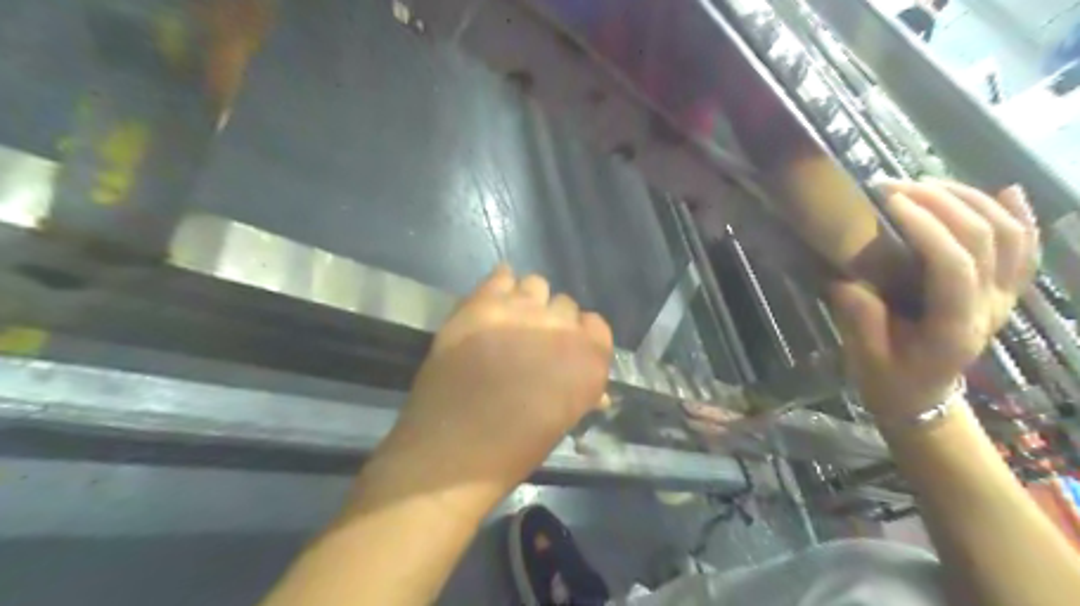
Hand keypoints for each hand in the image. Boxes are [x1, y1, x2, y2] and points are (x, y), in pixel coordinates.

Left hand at [371, 264, 610, 500]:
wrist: (452, 449)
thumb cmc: (514, 449)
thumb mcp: (562, 422)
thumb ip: (581, 394)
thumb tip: (595, 392)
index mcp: (589, 359)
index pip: (597, 325)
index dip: (580, 337)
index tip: (565, 351)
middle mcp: (561, 327)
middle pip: (565, 305)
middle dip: (552, 321)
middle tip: (531, 342)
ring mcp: (521, 311)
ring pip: (536, 284)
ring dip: (527, 302)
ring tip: (509, 322)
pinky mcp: (482, 304)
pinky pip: (501, 275)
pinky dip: (500, 286)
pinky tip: (492, 305)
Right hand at [828, 182, 1042, 423]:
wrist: (922, 399)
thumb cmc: (890, 381)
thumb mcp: (865, 356)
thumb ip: (859, 315)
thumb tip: (845, 274)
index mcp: (954, 329)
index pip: (953, 267)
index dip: (926, 228)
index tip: (890, 201)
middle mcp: (990, 309)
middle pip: (985, 240)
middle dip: (941, 203)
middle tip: (894, 186)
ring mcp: (1003, 299)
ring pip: (1010, 236)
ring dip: (971, 201)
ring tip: (926, 184)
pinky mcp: (1003, 293)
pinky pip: (1025, 250)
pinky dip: (1020, 217)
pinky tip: (1006, 191)